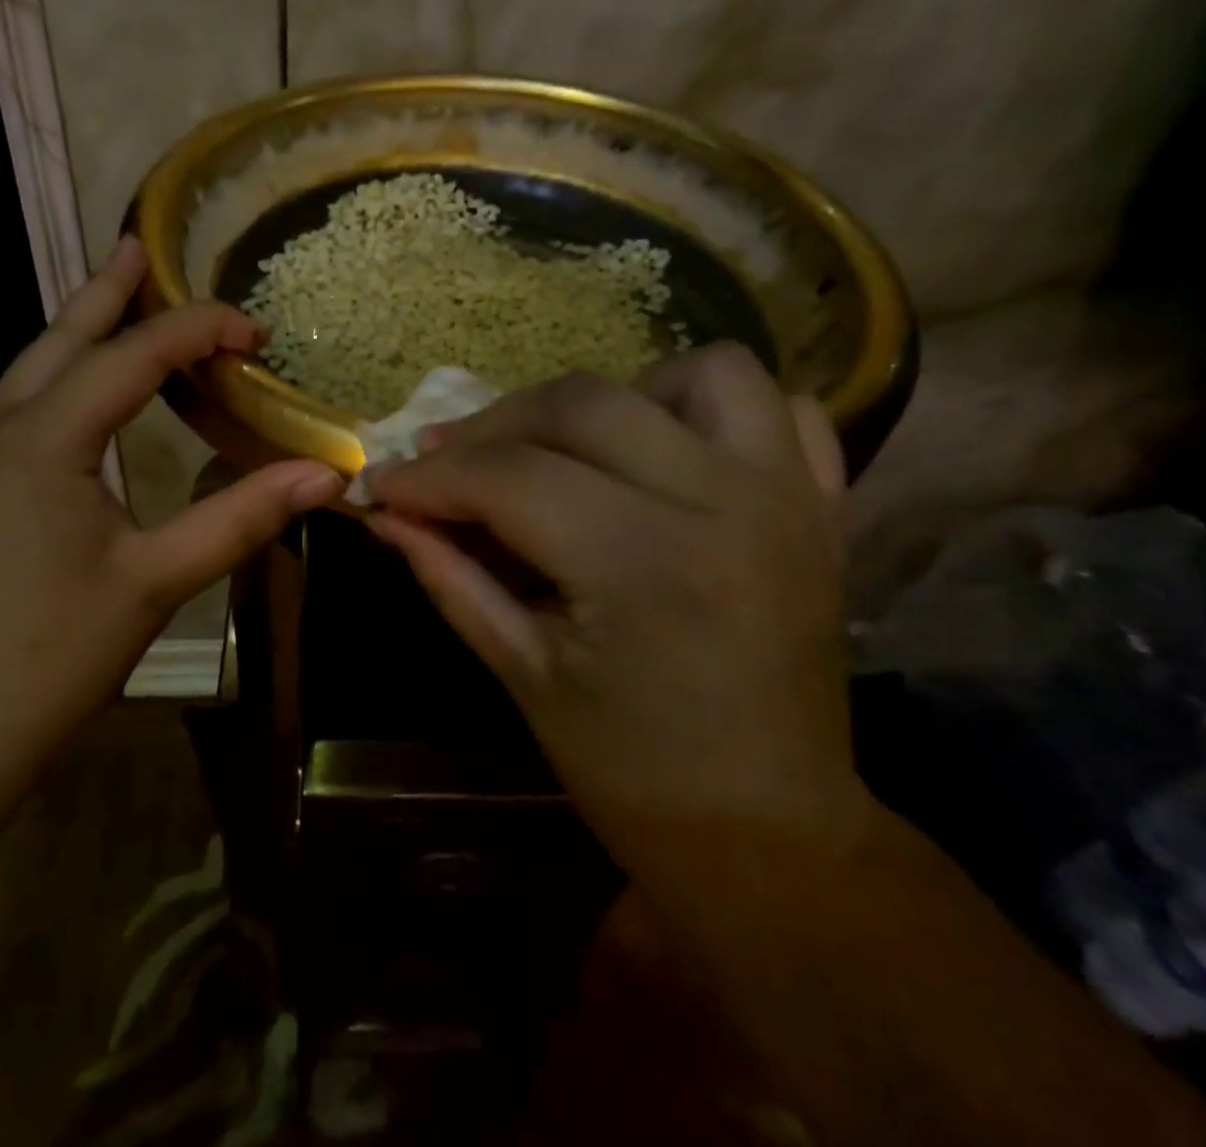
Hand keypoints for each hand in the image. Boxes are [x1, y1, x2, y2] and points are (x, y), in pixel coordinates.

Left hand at [0, 237, 342, 759]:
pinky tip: (85, 405)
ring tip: (116, 305)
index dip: (198, 330)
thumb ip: (240, 518)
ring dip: (78, 334)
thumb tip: (324, 475)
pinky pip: (22, 413)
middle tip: (140, 247)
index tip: (256, 329)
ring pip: (31, 373)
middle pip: (59, 339)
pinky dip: (63, 384)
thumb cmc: (48, 655)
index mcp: (43, 439)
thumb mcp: (155, 581)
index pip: (132, 355)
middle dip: (106, 292)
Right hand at [366, 345, 870, 865]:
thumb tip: (387, 514)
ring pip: (701, 372)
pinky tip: (671, 452)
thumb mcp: (522, 673)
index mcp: (641, 563)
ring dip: (620, 396)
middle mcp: (722, 504)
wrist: (768, 834)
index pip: (508, 478)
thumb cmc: (632, 772)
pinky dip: (720, 413)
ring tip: (574, 448)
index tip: (382, 482)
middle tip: (448, 463)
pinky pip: (786, 410)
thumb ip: (450, 577)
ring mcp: (787, 497)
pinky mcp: (823, 507)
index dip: (430, 476)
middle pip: (582, 403)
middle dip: (493, 426)